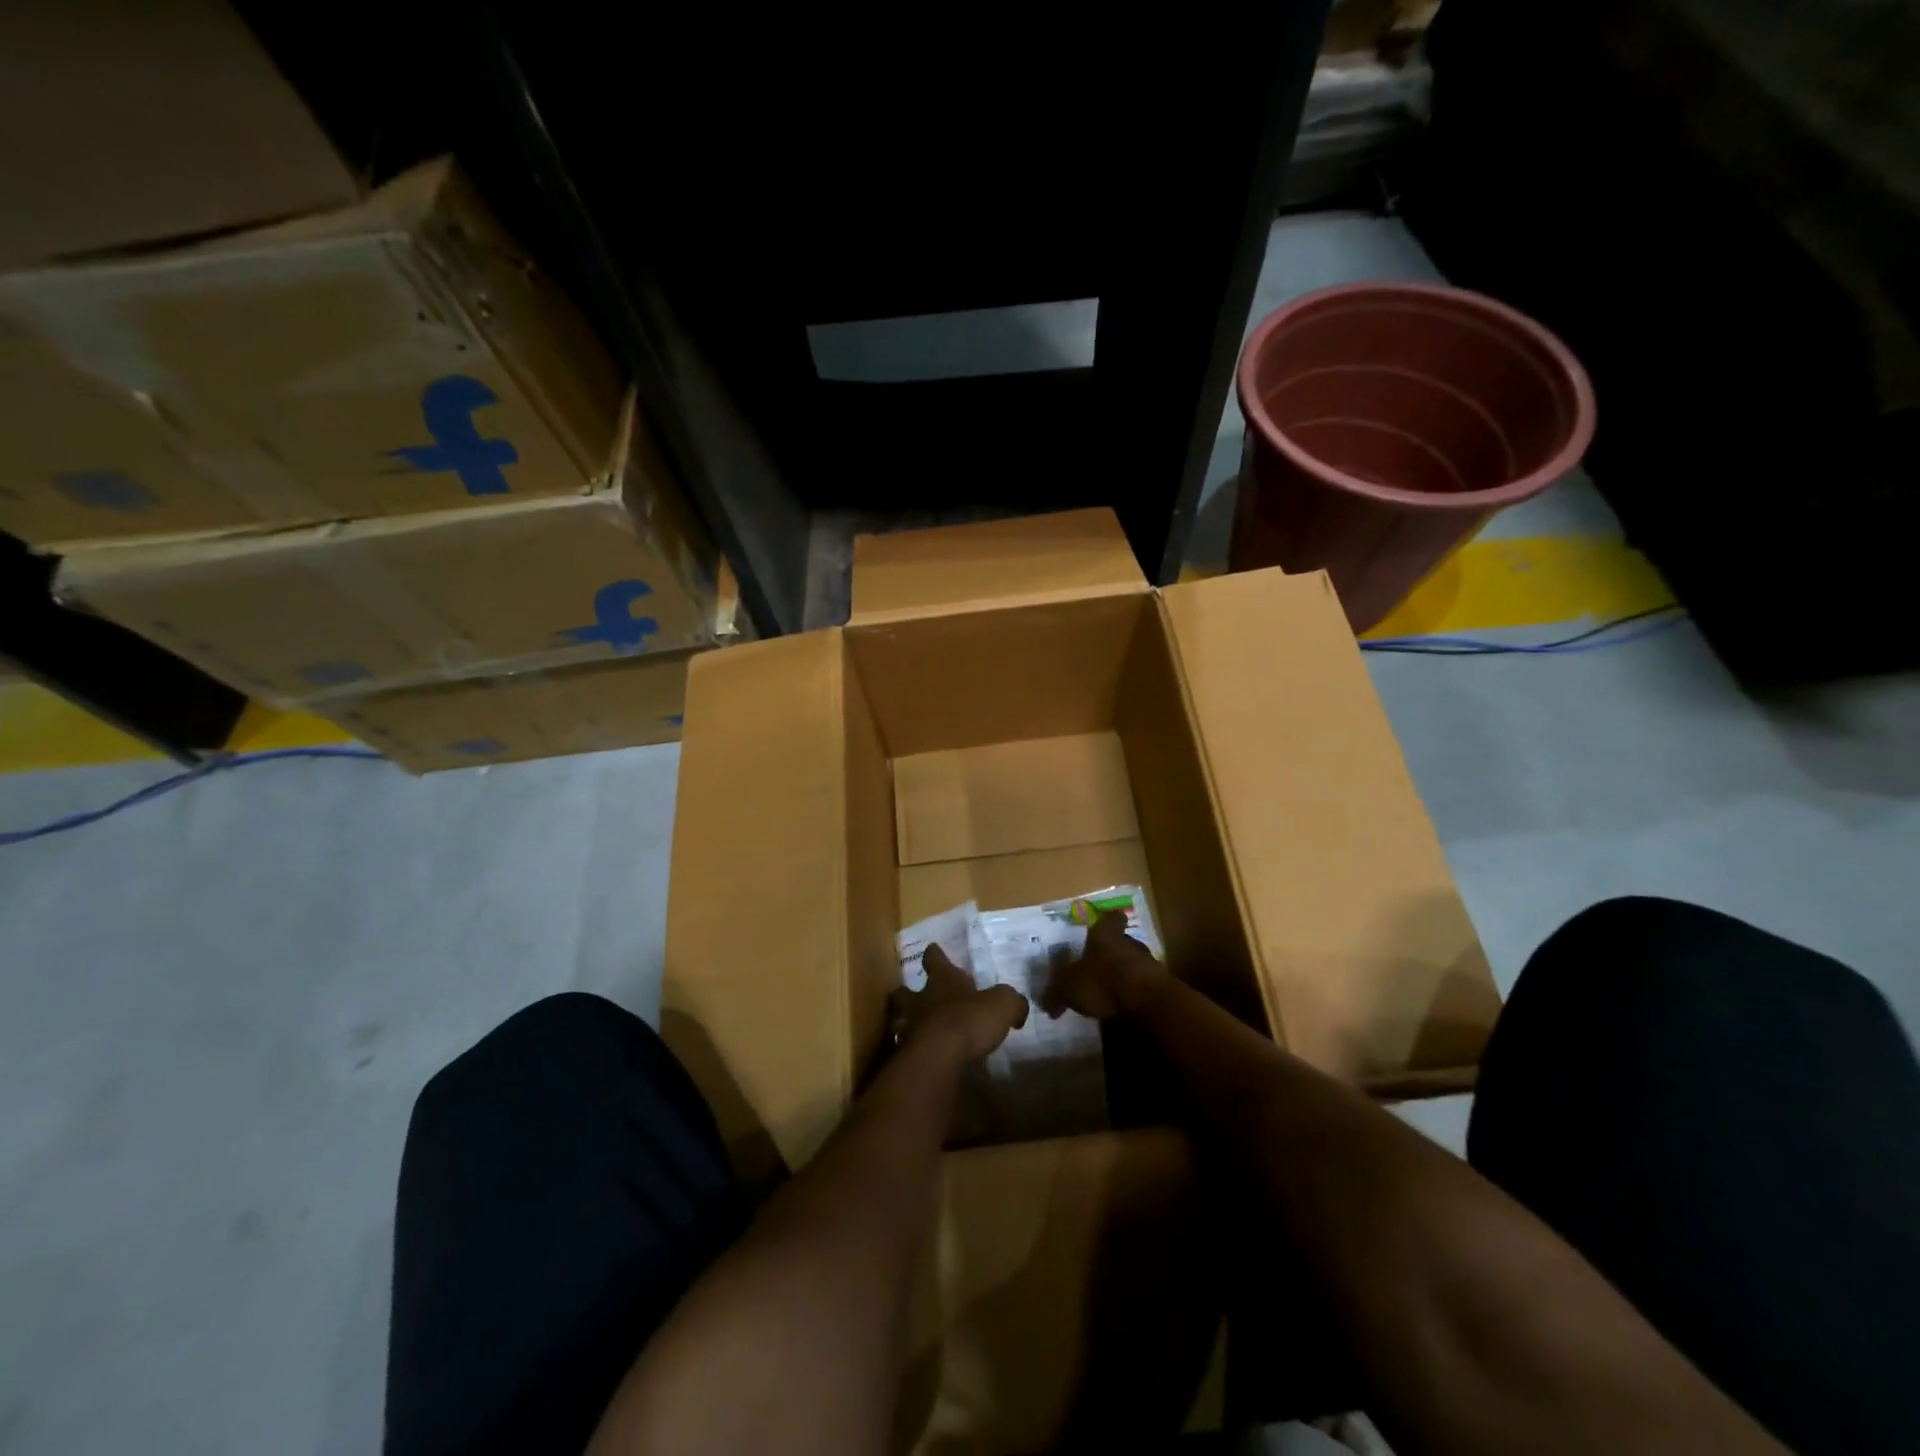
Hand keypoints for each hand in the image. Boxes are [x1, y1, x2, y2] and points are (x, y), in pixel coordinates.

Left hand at [889, 944, 1028, 1060]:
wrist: (938, 1057)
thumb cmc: (969, 1020)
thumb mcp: (1002, 1005)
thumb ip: (1012, 1003)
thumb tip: (1018, 1008)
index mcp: (943, 980)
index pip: (935, 959)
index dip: (935, 954)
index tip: (932, 948)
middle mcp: (922, 1000)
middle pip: (905, 991)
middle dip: (907, 991)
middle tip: (911, 994)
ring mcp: (911, 1028)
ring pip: (901, 1020)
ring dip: (906, 1023)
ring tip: (916, 1030)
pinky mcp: (908, 1056)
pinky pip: (909, 1050)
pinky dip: (914, 1051)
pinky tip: (925, 1058)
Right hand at [1040, 909, 1159, 1018]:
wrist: (1147, 1001)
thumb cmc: (1103, 982)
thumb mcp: (1068, 988)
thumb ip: (1055, 994)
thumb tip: (1045, 1004)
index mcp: (1105, 935)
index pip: (1110, 919)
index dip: (1106, 922)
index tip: (1101, 927)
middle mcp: (1128, 943)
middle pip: (1121, 942)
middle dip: (1110, 954)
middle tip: (1096, 968)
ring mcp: (1148, 963)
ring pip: (1133, 964)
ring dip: (1123, 975)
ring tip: (1109, 993)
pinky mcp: (1160, 986)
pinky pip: (1142, 986)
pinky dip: (1133, 994)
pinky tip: (1123, 1008)